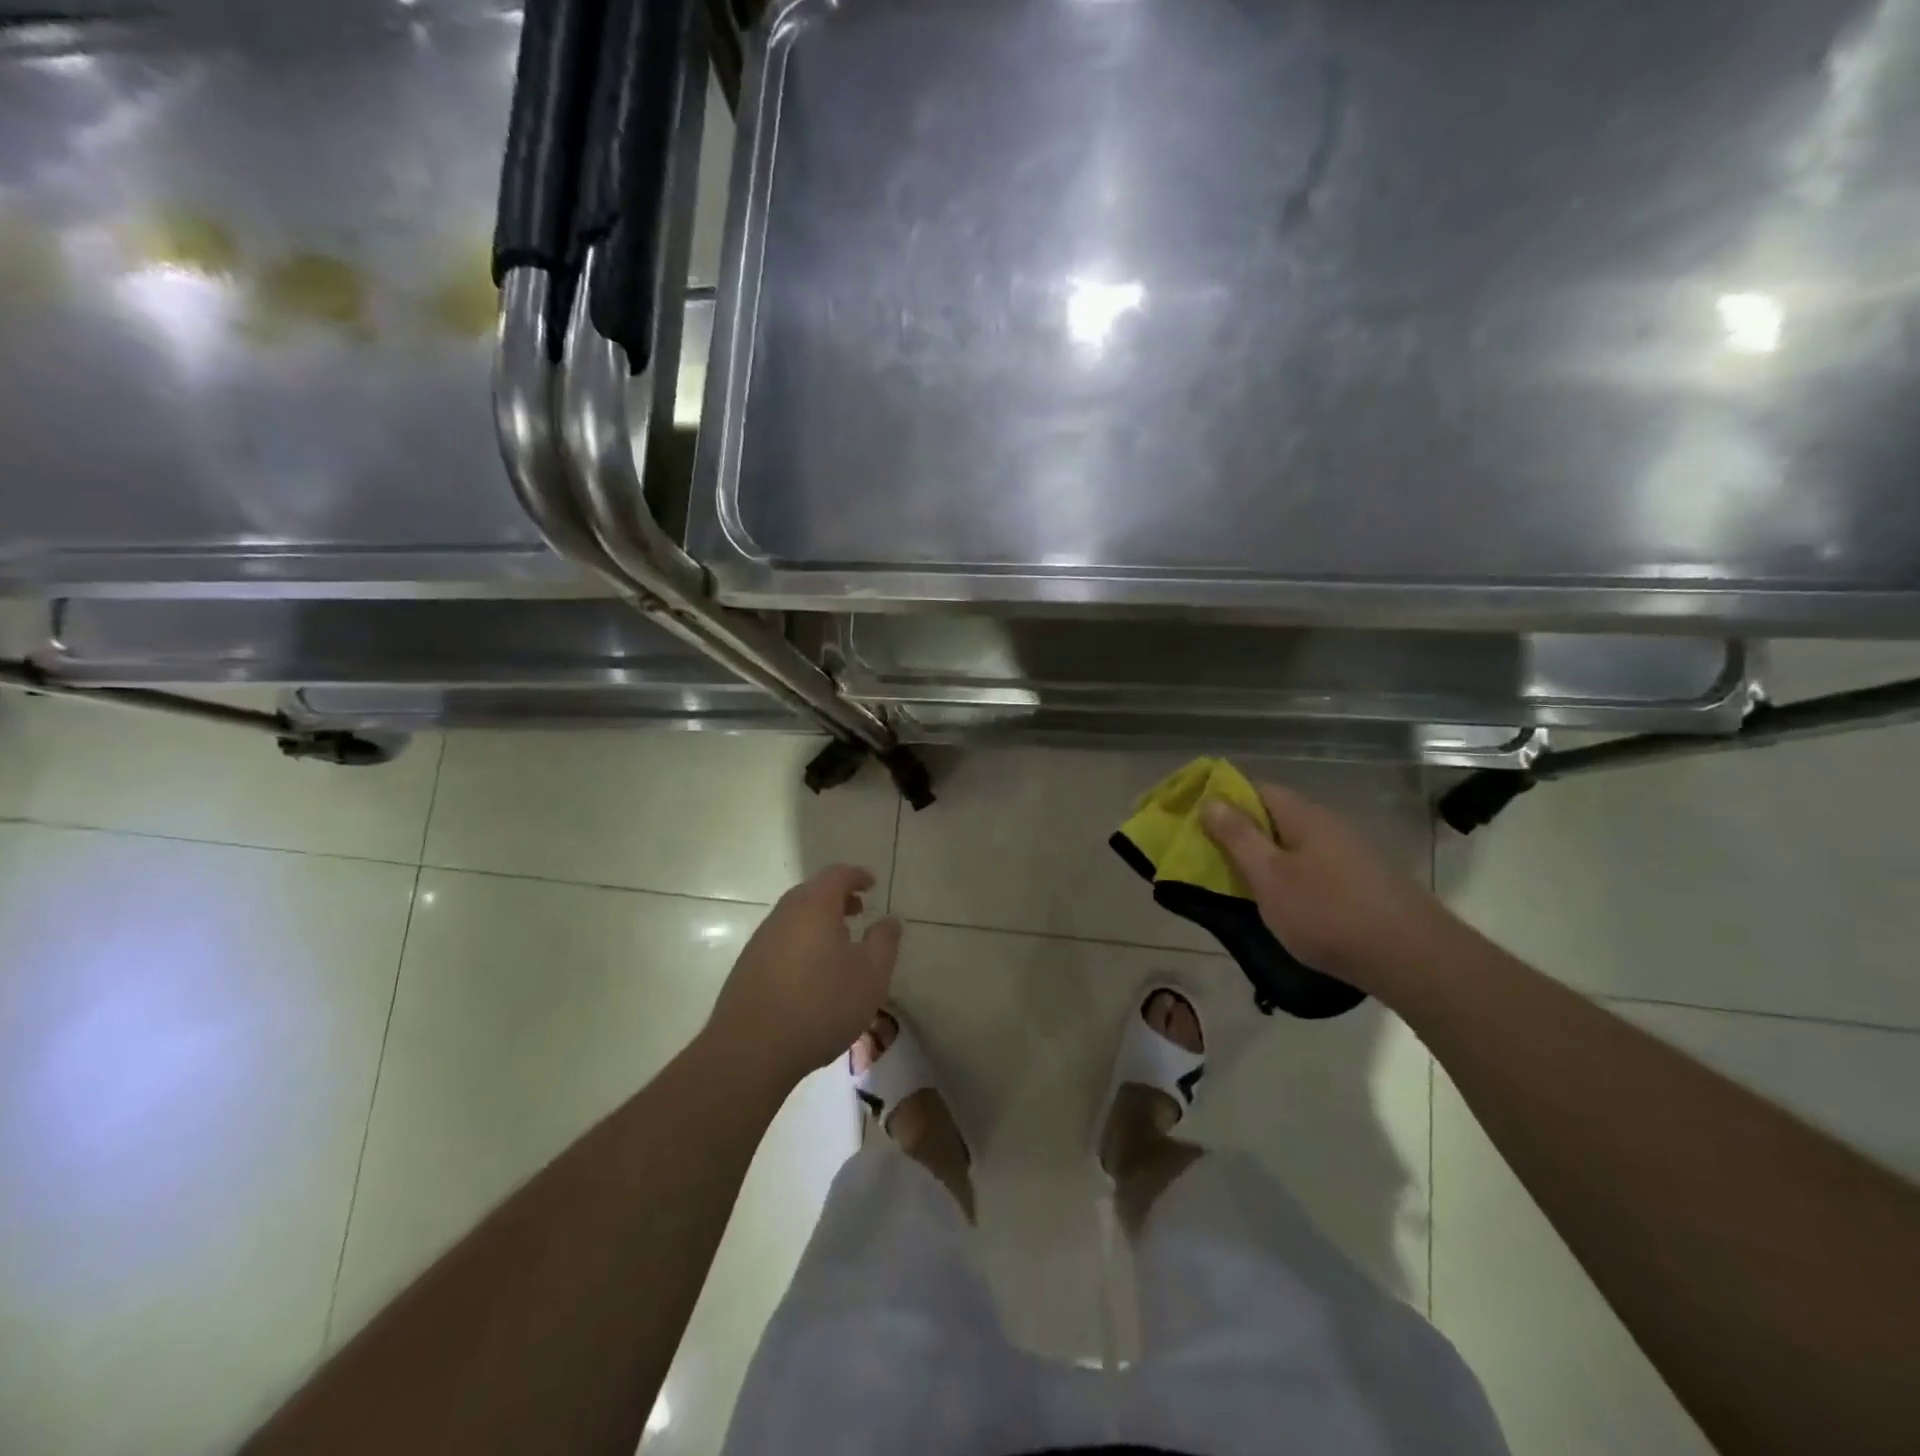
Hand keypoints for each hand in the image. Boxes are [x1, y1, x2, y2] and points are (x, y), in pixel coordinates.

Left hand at [706, 864, 902, 1084]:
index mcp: (815, 906)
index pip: (837, 875)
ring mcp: (761, 940)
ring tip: (838, 945)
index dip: (857, 876)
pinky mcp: (747, 967)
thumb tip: (890, 920)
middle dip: (837, 898)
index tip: (871, 885)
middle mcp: (784, 914)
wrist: (751, 1049)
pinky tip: (811, 973)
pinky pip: (781, 940)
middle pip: (812, 892)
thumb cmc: (821, 1005)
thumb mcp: (870, 975)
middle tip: (858, 912)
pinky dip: (801, 942)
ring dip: (818, 921)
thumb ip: (884, 942)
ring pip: (794, 917)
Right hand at [1201, 781, 1453, 992]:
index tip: (1199, 824)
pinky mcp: (1366, 882)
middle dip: (1244, 833)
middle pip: (1277, 817)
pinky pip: (1317, 867)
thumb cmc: (1327, 913)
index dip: (1225, 801)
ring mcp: (1352, 853)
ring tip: (1246, 887)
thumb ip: (1237, 837)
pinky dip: (1294, 878)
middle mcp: (1330, 825)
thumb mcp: (1269, 877)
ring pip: (1297, 845)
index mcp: (1303, 816)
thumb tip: (1211, 800)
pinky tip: (1289, 905)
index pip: (1257, 789)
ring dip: (1270, 858)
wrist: (1412, 958)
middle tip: (1215, 860)